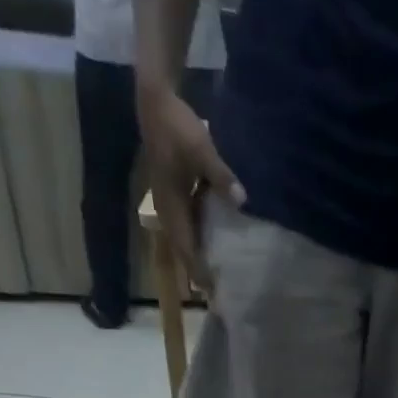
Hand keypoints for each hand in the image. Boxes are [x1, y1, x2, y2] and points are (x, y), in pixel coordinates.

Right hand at [136, 77, 241, 288]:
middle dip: (199, 273)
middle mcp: (168, 210)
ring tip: (220, 280)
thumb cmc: (176, 126)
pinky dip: (202, 241)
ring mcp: (170, 204)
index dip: (199, 271)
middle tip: (220, 297)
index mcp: (170, 205)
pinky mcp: (176, 197)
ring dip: (200, 260)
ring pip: (185, 241)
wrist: (155, 101)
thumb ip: (221, 175)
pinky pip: (189, 227)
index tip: (214, 292)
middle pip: (183, 250)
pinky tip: (219, 248)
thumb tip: (243, 200)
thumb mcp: (201, 148)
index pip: (185, 248)